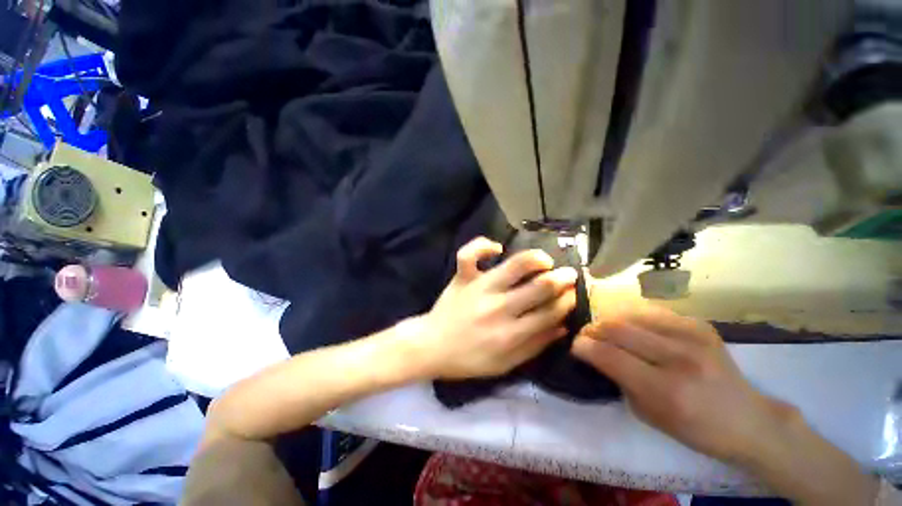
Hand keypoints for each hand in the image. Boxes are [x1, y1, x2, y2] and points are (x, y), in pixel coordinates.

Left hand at [414, 237, 577, 379]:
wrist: (432, 347)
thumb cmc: (469, 359)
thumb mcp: (505, 364)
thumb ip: (535, 346)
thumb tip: (562, 327)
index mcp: (511, 333)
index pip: (550, 312)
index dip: (567, 301)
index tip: (574, 294)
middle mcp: (499, 307)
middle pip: (539, 287)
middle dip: (562, 279)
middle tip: (569, 274)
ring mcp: (479, 288)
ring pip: (513, 265)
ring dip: (535, 259)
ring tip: (544, 260)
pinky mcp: (463, 277)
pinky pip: (469, 254)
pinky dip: (482, 245)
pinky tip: (496, 248)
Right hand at [573, 305, 879, 505]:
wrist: (750, 420)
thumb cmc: (697, 430)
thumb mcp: (650, 416)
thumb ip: (620, 380)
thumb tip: (596, 354)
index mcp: (667, 390)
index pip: (609, 356)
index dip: (584, 347)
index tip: (574, 346)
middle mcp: (679, 358)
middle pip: (617, 329)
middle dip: (592, 330)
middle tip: (585, 335)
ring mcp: (693, 337)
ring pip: (631, 315)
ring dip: (609, 320)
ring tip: (604, 329)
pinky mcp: (700, 326)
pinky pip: (652, 313)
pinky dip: (632, 318)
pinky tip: (631, 327)